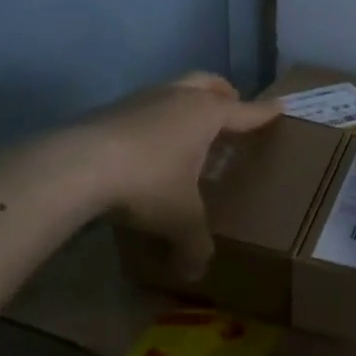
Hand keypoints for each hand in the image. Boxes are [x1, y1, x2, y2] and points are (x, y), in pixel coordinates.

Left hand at [72, 73, 280, 279]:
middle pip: (208, 83)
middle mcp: (177, 98)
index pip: (245, 112)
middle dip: (224, 93)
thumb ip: (194, 244)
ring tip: (189, 130)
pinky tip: (149, 145)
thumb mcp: (180, 219)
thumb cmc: (148, 183)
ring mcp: (140, 99)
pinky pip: (144, 108)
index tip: (280, 107)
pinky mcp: (109, 110)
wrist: (76, 166)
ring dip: (185, 103)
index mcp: (207, 115)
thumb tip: (196, 273)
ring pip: (173, 90)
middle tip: (232, 107)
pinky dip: (155, 120)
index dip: (264, 113)